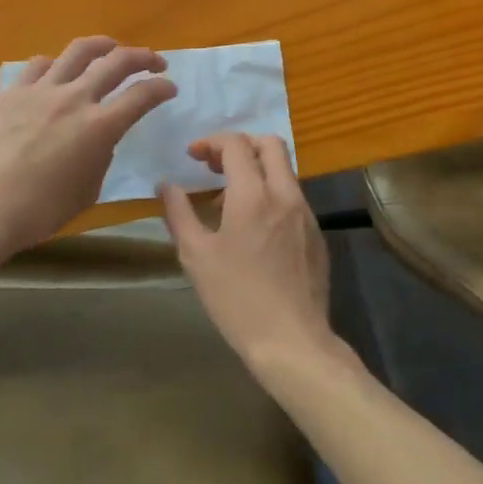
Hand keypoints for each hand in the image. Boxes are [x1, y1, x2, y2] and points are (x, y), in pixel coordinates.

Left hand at [0, 36, 175, 264]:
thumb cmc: (41, 211)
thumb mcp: (88, 190)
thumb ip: (101, 156)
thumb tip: (99, 139)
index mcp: (100, 127)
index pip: (142, 95)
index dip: (162, 88)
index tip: (170, 87)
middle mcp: (75, 99)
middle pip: (117, 61)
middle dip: (143, 57)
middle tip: (154, 61)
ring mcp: (42, 90)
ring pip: (79, 50)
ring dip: (102, 45)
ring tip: (110, 48)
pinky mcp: (13, 92)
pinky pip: (39, 65)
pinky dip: (56, 65)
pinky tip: (58, 73)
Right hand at [159, 134, 337, 376]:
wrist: (292, 341)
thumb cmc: (237, 299)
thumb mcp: (196, 256)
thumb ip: (179, 213)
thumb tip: (165, 185)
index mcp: (253, 194)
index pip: (235, 144)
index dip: (211, 142)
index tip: (192, 156)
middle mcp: (285, 194)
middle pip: (270, 144)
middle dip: (240, 144)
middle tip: (215, 165)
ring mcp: (306, 213)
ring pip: (285, 170)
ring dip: (257, 168)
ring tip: (230, 197)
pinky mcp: (317, 234)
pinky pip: (293, 196)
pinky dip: (271, 193)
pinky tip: (255, 226)